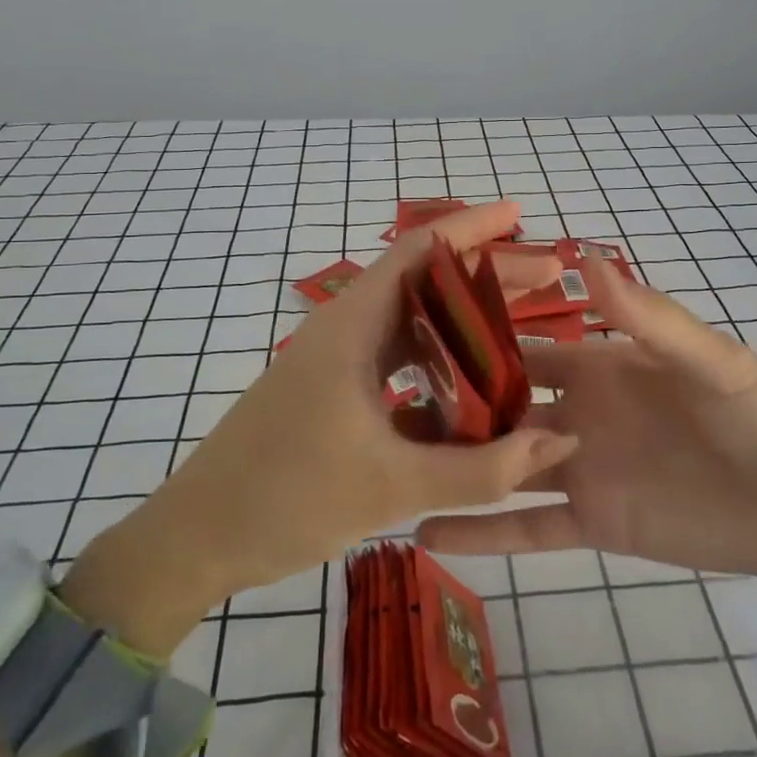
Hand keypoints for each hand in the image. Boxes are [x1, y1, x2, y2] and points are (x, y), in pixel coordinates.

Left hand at [71, 201, 579, 638]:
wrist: (198, 539)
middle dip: (485, 276)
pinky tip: (474, 394)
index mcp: (351, 326)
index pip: (419, 250)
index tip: (520, 216)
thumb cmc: (286, 498)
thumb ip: (481, 468)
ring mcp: (336, 362)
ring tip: (522, 329)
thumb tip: (559, 439)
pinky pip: (397, 366)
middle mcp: (345, 330)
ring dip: (463, 326)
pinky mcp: (333, 394)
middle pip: (425, 283)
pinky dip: (438, 369)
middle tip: (546, 279)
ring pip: (412, 327)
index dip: (472, 227)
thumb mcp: (392, 486)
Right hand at [417, 260, 756, 609]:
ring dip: (453, 465)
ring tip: (388, 465)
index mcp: (599, 366)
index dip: (478, 339)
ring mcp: (578, 470)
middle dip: (451, 404)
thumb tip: (588, 255)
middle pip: (500, 406)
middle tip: (384, 405)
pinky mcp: (590, 524)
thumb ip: (648, 317)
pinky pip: (526, 528)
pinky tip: (425, 534)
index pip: (524, 346)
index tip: (419, 333)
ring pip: (500, 465)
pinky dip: (480, 532)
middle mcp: (576, 413)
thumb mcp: (709, 361)